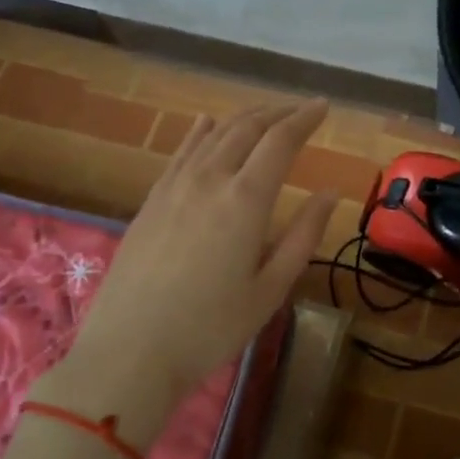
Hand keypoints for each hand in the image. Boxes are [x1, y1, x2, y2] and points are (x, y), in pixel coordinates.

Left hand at [32, 100, 335, 444]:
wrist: (129, 352)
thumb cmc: (211, 327)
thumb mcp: (270, 289)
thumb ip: (304, 236)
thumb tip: (330, 194)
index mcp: (245, 200)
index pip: (281, 141)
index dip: (305, 118)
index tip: (324, 106)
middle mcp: (209, 180)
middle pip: (247, 128)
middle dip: (278, 112)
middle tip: (301, 109)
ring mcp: (174, 187)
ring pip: (213, 134)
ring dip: (244, 118)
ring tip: (266, 115)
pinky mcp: (151, 201)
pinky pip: (180, 152)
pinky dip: (200, 132)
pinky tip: (207, 123)